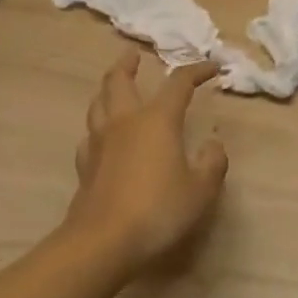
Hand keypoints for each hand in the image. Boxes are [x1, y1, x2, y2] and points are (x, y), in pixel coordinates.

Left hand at [67, 50, 228, 272]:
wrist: (102, 243)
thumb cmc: (158, 210)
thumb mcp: (201, 189)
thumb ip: (212, 162)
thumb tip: (212, 144)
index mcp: (157, 119)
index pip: (179, 83)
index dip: (197, 70)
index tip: (213, 68)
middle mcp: (125, 122)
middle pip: (119, 81)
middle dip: (128, 64)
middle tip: (134, 55)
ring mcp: (99, 143)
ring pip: (98, 103)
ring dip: (108, 89)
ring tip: (115, 86)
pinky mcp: (84, 167)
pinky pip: (89, 135)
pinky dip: (97, 127)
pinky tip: (102, 136)